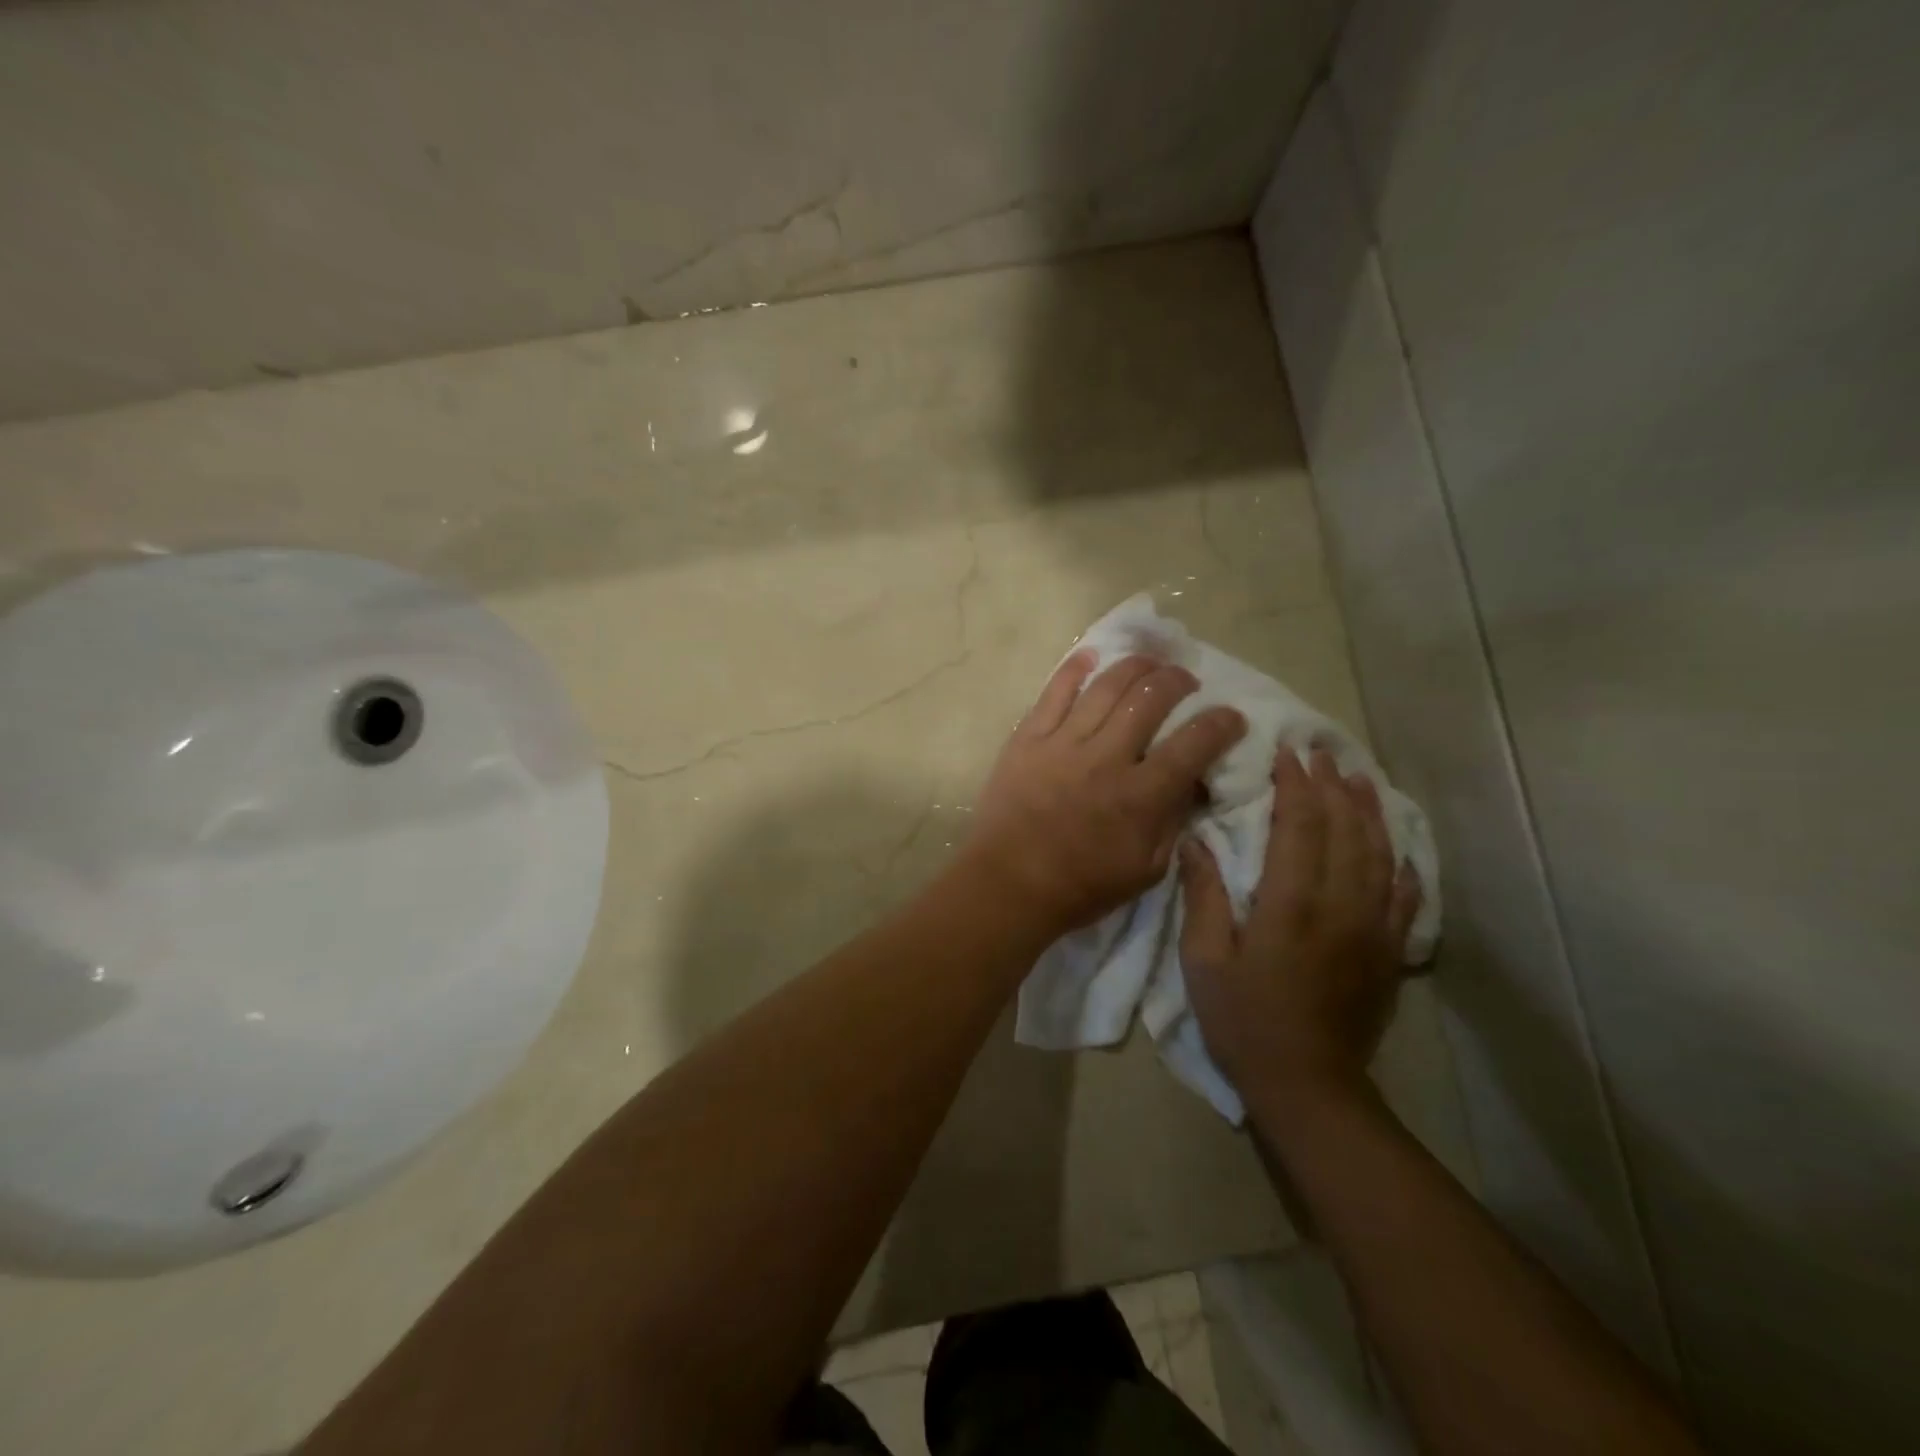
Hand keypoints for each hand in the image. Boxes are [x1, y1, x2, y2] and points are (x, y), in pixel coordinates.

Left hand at [961, 650, 1246, 939]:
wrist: (1008, 883)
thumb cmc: (1081, 886)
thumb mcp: (1146, 870)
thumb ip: (1173, 822)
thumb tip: (1193, 782)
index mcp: (1140, 795)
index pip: (1194, 744)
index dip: (1221, 724)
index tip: (1232, 716)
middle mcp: (1106, 758)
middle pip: (1150, 698)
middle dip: (1178, 680)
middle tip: (1186, 680)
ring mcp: (1063, 742)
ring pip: (1106, 686)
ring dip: (1135, 666)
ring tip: (1150, 661)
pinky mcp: (1028, 737)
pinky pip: (1054, 691)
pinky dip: (1075, 668)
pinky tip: (1092, 655)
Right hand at [1179, 747, 1422, 1109]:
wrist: (1307, 1085)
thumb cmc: (1243, 1019)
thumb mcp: (1204, 959)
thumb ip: (1204, 896)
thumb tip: (1196, 841)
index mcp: (1291, 904)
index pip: (1299, 826)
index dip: (1295, 786)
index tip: (1287, 753)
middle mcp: (1340, 906)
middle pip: (1344, 830)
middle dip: (1331, 786)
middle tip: (1319, 752)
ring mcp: (1372, 929)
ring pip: (1378, 854)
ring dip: (1368, 811)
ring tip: (1358, 778)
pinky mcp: (1387, 952)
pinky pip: (1403, 896)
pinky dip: (1401, 863)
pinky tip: (1395, 844)